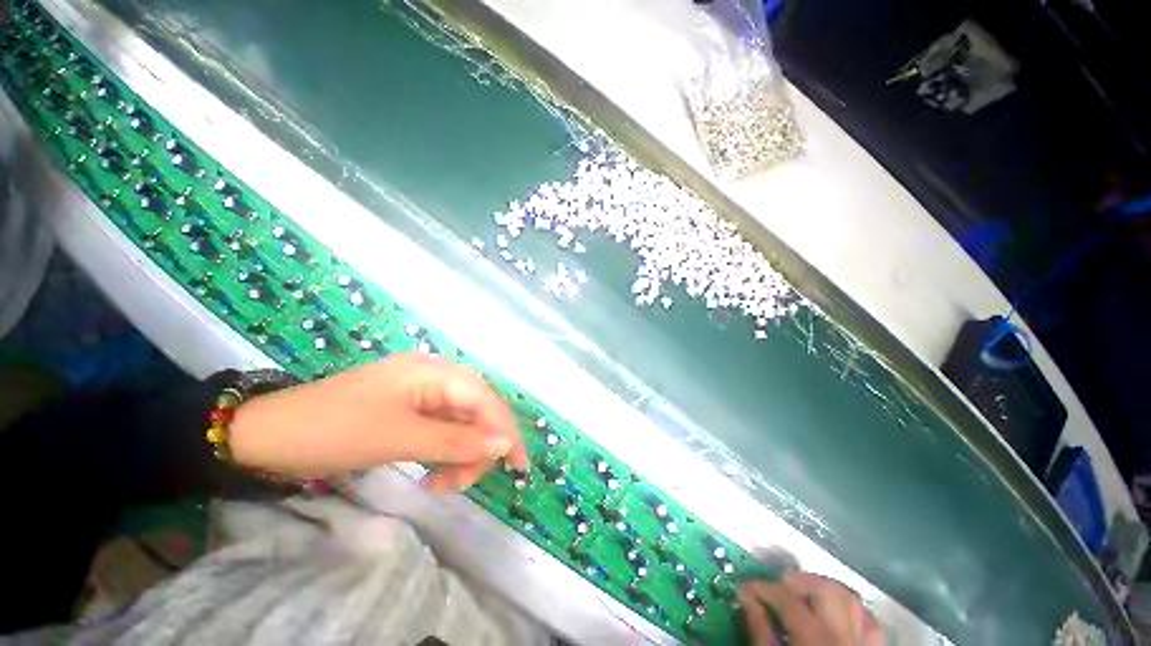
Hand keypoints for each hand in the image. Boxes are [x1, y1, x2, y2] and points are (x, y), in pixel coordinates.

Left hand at [228, 354, 527, 491]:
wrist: (267, 436)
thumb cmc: (334, 431)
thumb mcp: (399, 439)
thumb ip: (457, 440)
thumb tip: (506, 443)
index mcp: (433, 372)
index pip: (484, 398)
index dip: (504, 429)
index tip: (518, 465)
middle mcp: (434, 377)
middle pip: (476, 410)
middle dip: (477, 447)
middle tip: (459, 485)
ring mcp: (421, 393)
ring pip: (461, 423)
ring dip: (459, 454)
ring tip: (440, 485)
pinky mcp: (410, 410)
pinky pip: (441, 430)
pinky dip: (443, 453)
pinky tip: (432, 473)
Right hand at [738, 573, 884, 645]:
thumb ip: (760, 632)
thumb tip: (747, 599)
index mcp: (816, 642)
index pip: (788, 599)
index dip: (762, 588)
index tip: (745, 589)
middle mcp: (844, 639)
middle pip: (828, 590)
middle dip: (799, 583)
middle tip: (777, 591)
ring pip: (853, 601)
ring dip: (825, 592)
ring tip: (803, 599)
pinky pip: (870, 624)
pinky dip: (852, 613)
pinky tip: (834, 618)